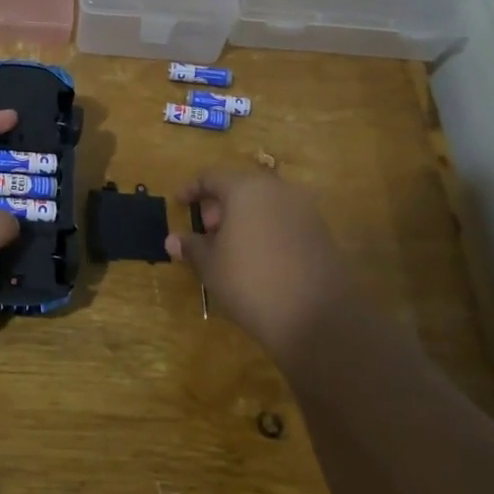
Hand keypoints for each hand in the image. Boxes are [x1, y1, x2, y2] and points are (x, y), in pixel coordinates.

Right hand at [165, 166, 354, 356]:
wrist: (318, 317)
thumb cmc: (251, 282)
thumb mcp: (211, 266)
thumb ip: (192, 247)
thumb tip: (173, 239)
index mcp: (246, 188)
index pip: (212, 176)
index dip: (192, 188)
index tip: (179, 203)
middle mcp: (277, 190)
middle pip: (241, 187)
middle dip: (219, 205)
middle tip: (205, 230)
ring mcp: (304, 210)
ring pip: (264, 203)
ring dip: (243, 217)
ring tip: (229, 247)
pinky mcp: (320, 232)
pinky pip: (283, 220)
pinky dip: (265, 229)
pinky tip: (257, 257)